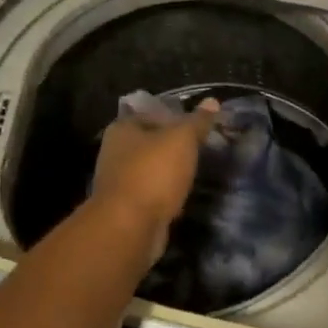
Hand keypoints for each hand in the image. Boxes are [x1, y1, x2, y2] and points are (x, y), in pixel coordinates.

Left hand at [90, 99, 219, 260]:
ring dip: (171, 173)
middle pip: (152, 143)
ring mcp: (119, 182)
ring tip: (197, 173)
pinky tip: (184, 198)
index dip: (177, 117)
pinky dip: (166, 195)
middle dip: (175, 147)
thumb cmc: (154, 172)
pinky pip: (152, 195)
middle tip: (203, 150)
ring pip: (152, 170)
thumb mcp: (182, 139)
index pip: (153, 114)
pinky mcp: (127, 209)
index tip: (201, 127)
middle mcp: (115, 152)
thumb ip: (197, 121)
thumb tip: (212, 101)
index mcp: (123, 129)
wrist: (130, 226)